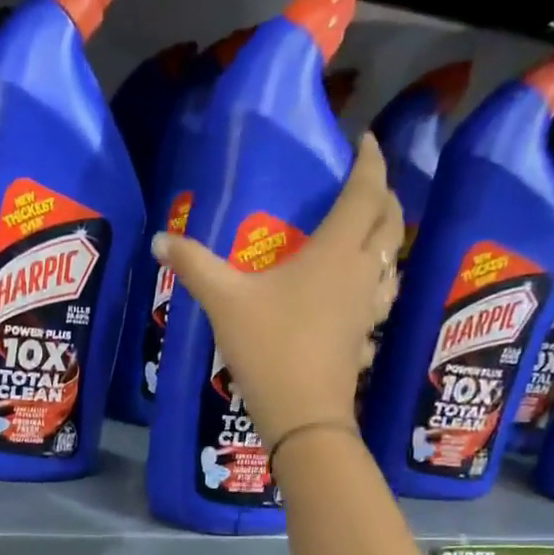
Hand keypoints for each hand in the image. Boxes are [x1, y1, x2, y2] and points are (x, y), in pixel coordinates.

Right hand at [154, 133, 402, 445]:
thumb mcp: (223, 301)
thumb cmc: (269, 347)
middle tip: (364, 184)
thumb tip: (160, 240)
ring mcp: (369, 307)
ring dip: (385, 239)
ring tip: (364, 234)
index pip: (366, 193)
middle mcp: (363, 272)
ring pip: (393, 260)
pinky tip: (355, 294)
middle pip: (389, 221)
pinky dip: (374, 281)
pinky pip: (380, 297)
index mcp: (336, 251)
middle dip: (383, 194)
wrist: (303, 414)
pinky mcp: (365, 336)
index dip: (370, 162)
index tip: (365, 140)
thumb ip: (194, 266)